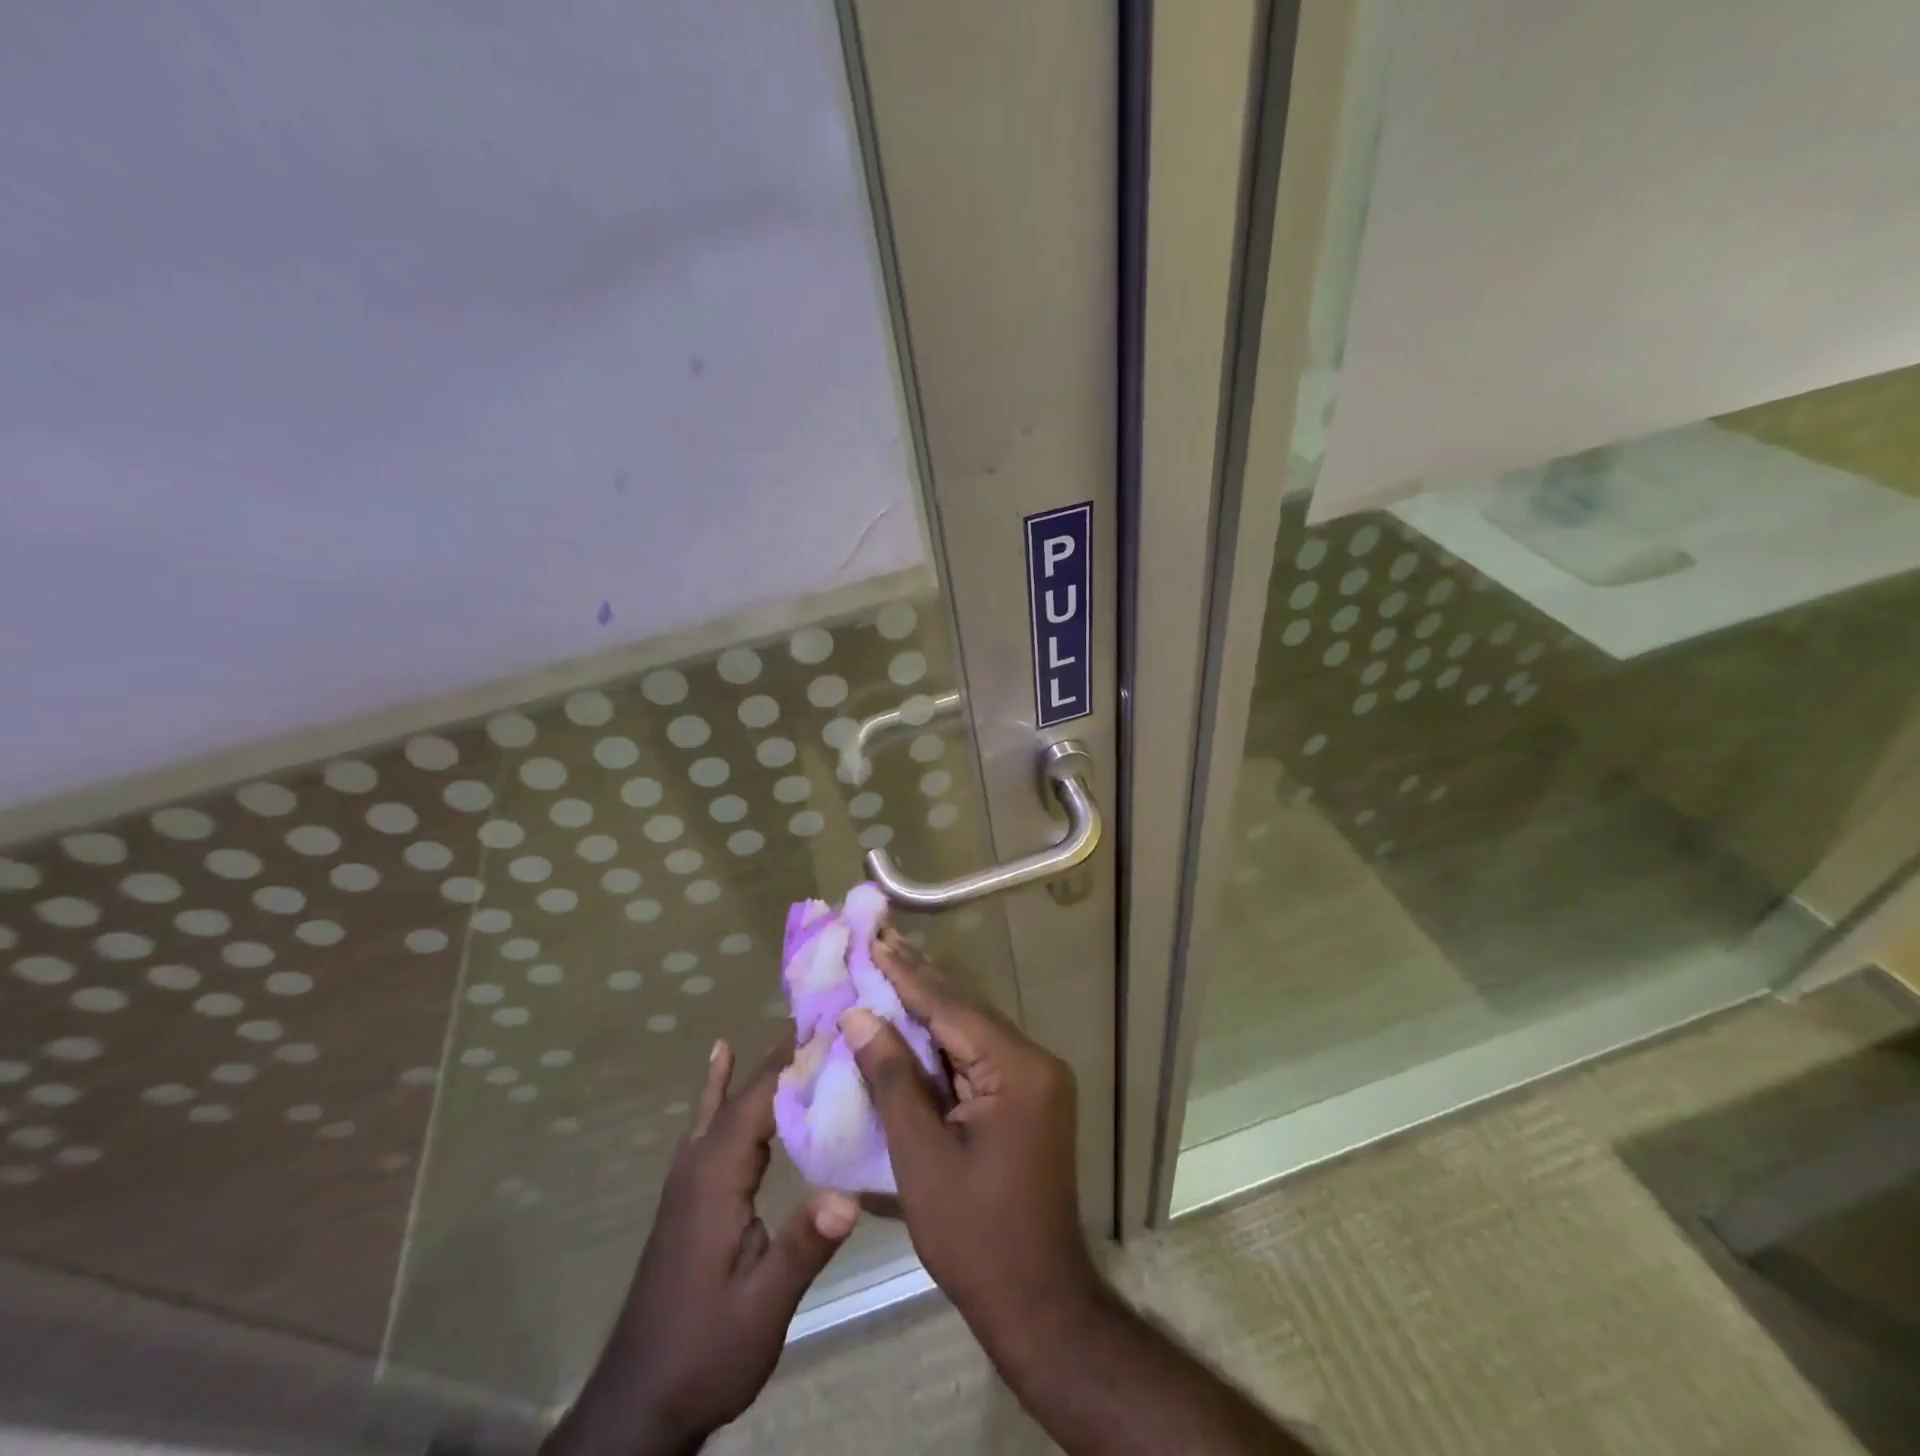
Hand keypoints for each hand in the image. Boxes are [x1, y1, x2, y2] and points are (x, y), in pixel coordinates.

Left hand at [544, 1040, 859, 1455]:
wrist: (641, 1402)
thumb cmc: (705, 1351)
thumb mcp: (762, 1308)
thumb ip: (802, 1248)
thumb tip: (850, 1194)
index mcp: (718, 1177)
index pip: (762, 1099)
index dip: (796, 1058)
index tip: (834, 1020)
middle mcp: (699, 1162)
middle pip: (746, 1092)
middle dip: (784, 1052)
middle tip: (825, 1012)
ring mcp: (689, 1175)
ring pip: (727, 1101)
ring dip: (760, 1064)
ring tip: (791, 1026)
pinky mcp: (690, 1191)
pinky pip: (708, 1121)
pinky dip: (719, 1085)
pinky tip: (720, 1057)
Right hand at [841, 930, 1100, 1359]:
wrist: (1037, 1301)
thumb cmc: (975, 1236)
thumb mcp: (921, 1157)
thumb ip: (892, 1080)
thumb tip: (859, 1016)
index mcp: (1016, 1069)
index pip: (951, 1007)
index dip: (906, 974)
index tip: (873, 939)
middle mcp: (1034, 1061)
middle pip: (964, 1010)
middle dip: (917, 978)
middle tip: (877, 938)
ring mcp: (1034, 1079)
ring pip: (970, 1029)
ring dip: (927, 1004)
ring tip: (886, 965)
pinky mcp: (1026, 1097)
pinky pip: (977, 1054)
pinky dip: (941, 1039)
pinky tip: (910, 1020)